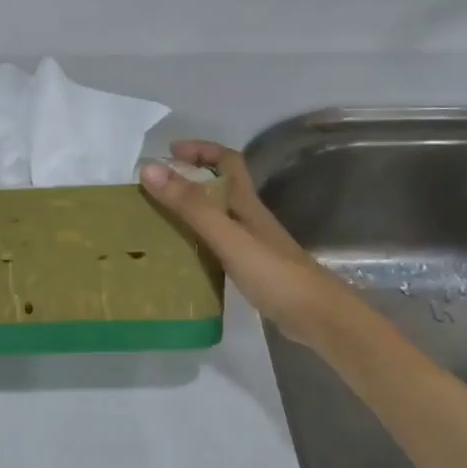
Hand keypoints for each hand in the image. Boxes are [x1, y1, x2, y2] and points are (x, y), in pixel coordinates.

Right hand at [139, 139, 348, 343]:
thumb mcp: (227, 236)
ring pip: (217, 217)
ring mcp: (252, 245)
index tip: (169, 152)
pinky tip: (181, 257)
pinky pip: (217, 245)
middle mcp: (250, 219)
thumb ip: (191, 205)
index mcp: (247, 204)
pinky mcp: (251, 269)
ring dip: (190, 212)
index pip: (227, 161)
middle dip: (189, 180)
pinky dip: (197, 242)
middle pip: (220, 188)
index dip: (201, 150)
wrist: (317, 317)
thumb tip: (149, 169)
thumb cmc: (274, 273)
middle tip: (155, 190)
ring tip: (158, 221)